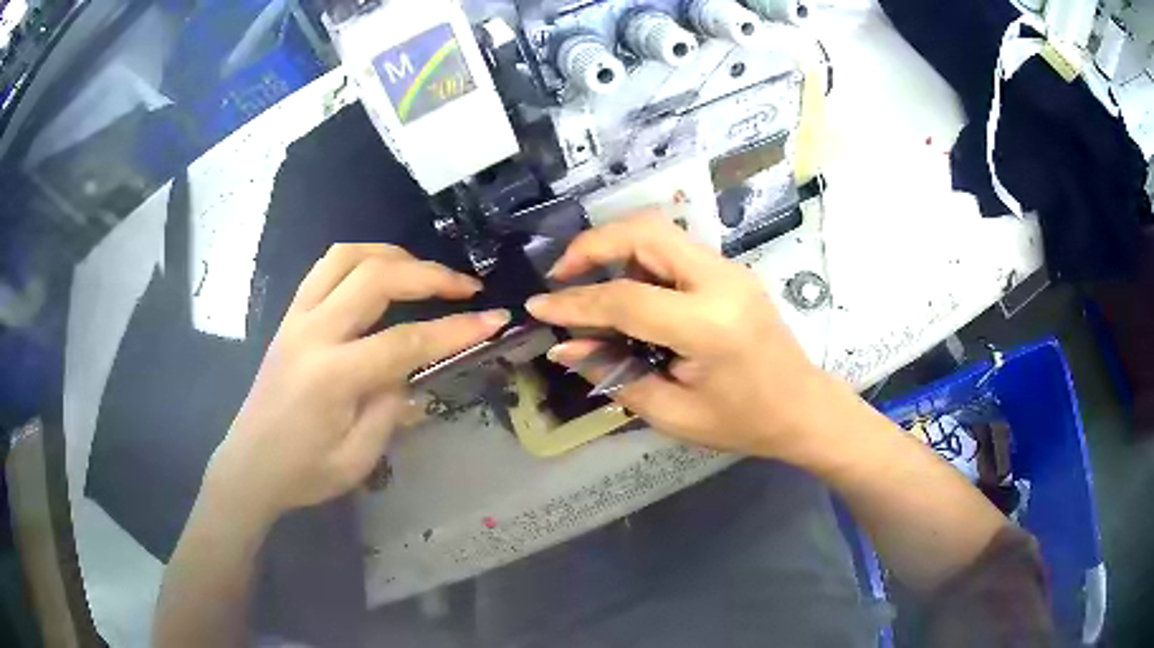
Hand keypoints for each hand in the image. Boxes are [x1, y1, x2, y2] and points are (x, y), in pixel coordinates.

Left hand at [205, 244, 508, 523]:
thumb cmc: (303, 473)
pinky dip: (360, 259)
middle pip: (376, 278)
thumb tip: (412, 374)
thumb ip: (389, 410)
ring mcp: (297, 318)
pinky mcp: (290, 316)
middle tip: (466, 287)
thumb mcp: (357, 458)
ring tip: (423, 271)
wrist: (249, 464)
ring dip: (392, 255)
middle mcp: (313, 333)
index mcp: (332, 376)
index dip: (454, 330)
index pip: (404, 341)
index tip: (494, 319)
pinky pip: (325, 268)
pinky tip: (380, 275)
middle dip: (430, 275)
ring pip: (346, 257)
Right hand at [527, 214, 834, 461]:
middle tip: (562, 274)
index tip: (538, 306)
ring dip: (617, 248)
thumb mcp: (673, 412)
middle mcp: (720, 280)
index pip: (626, 299)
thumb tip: (566, 347)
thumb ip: (616, 373)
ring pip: (659, 231)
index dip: (576, 303)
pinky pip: (675, 249)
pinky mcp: (730, 270)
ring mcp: (729, 269)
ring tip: (591, 285)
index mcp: (707, 324)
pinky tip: (629, 290)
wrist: (803, 407)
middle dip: (593, 245)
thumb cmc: (743, 422)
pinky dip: (640, 258)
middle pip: (645, 232)